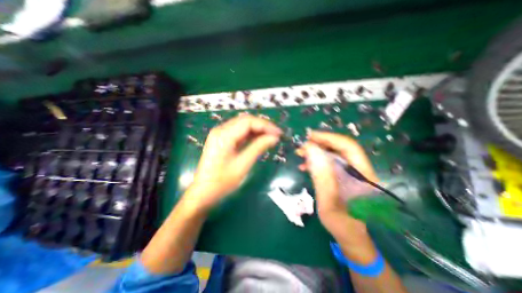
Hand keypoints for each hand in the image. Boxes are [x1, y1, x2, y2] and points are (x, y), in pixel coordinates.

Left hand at [187, 114, 280, 210]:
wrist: (204, 191)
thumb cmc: (222, 181)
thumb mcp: (243, 164)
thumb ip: (258, 147)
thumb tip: (274, 137)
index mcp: (224, 135)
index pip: (248, 121)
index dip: (265, 125)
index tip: (278, 133)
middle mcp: (220, 130)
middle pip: (245, 120)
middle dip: (262, 126)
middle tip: (276, 134)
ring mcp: (220, 134)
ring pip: (242, 125)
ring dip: (257, 129)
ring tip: (270, 136)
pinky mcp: (222, 139)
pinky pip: (239, 132)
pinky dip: (250, 134)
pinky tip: (259, 139)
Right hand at [298, 131, 374, 239]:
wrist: (350, 236)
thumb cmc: (341, 224)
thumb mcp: (328, 202)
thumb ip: (321, 176)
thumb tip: (311, 150)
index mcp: (363, 176)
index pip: (348, 147)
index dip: (329, 138)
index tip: (310, 136)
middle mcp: (360, 170)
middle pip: (340, 149)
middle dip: (320, 144)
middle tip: (302, 146)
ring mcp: (352, 173)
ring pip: (334, 155)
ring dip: (317, 152)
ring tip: (301, 154)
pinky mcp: (344, 177)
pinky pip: (330, 163)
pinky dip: (317, 161)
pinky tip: (305, 166)